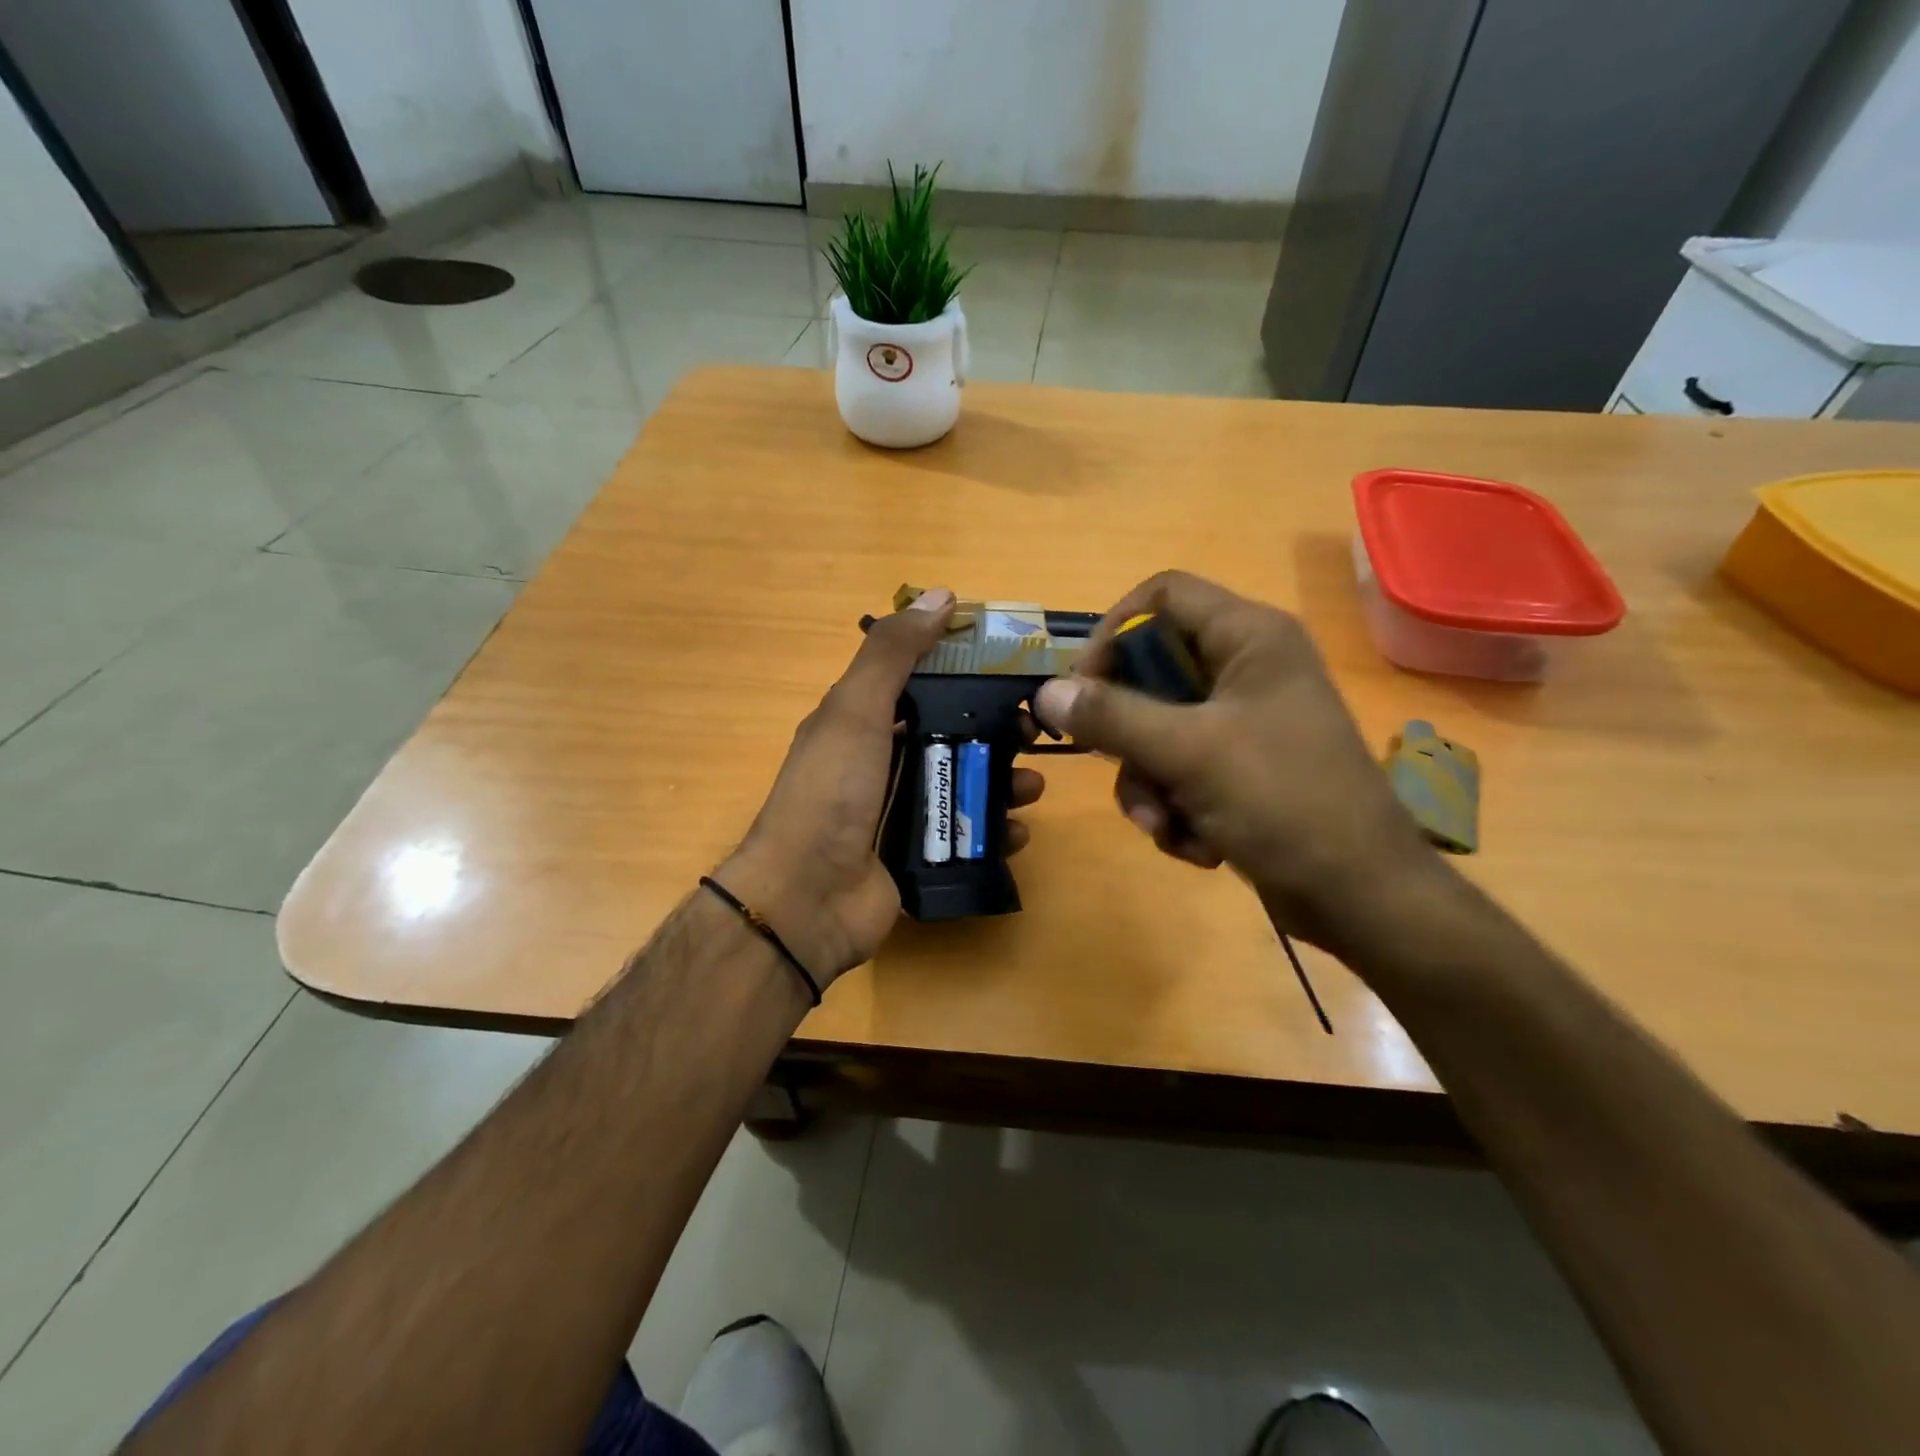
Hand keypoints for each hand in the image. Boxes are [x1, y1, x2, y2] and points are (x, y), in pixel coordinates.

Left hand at [721, 589, 1046, 986]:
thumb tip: (942, 596)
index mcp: (861, 722)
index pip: (921, 685)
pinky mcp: (917, 856)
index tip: (1013, 673)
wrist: (806, 899)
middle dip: (996, 733)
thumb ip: (894, 653)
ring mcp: (899, 813)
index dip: (966, 674)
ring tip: (1032, 788)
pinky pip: (965, 835)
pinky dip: (994, 832)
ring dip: (1003, 782)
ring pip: (963, 785)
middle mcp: (880, 763)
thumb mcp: (855, 710)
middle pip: (950, 736)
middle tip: (1035, 735)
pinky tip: (1016, 833)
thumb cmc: (831, 793)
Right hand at [1033, 571, 1435, 951]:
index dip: (1113, 632)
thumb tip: (1045, 691)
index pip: (1162, 596)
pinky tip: (1196, 845)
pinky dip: (1175, 807)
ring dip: (1147, 784)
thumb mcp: (1188, 753)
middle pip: (1151, 672)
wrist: (1361, 896)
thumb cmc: (1283, 802)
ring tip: (1165, 826)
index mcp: (1249, 638)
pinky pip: (1179, 769)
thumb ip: (1111, 716)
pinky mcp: (1241, 769)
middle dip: (1128, 734)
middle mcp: (1246, 669)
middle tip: (1114, 763)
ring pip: (1157, 731)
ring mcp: (1244, 722)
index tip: (1083, 686)